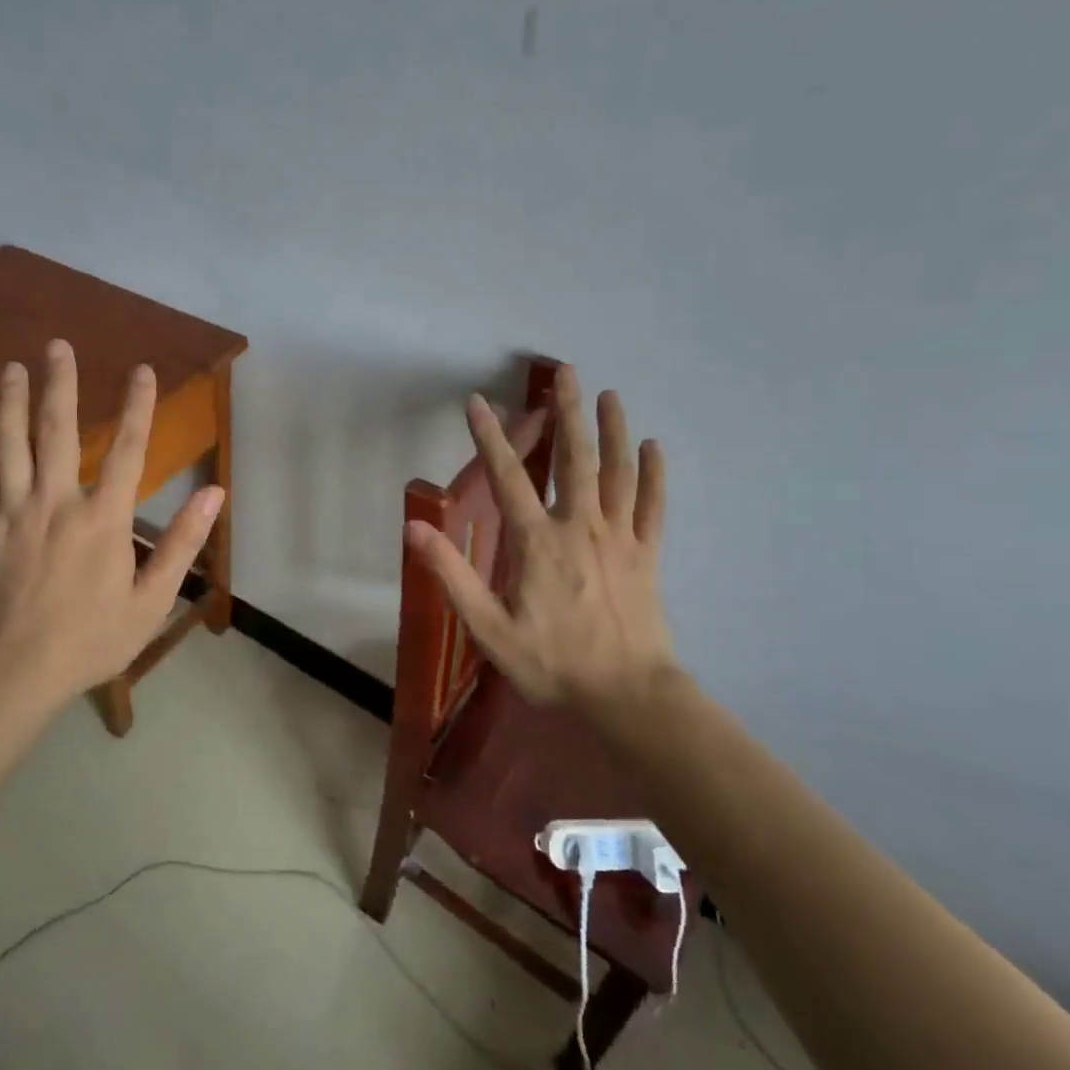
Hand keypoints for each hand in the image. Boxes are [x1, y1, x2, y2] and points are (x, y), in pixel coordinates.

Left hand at [0, 339, 222, 699]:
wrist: (16, 673)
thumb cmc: (91, 640)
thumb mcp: (152, 600)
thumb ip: (183, 544)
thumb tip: (213, 494)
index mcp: (103, 518)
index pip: (129, 450)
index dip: (139, 407)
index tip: (143, 370)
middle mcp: (56, 502)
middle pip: (58, 431)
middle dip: (59, 385)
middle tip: (56, 345)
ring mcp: (12, 513)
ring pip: (9, 446)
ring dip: (9, 403)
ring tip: (11, 367)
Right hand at [405, 366, 681, 717]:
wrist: (627, 696)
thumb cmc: (553, 664)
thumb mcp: (489, 628)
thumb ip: (452, 575)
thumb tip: (414, 528)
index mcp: (538, 542)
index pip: (508, 478)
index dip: (489, 438)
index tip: (478, 402)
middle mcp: (581, 527)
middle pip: (575, 459)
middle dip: (569, 413)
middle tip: (567, 373)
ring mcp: (620, 539)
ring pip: (618, 473)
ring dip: (613, 431)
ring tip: (610, 394)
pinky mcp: (647, 556)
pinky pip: (653, 506)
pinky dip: (653, 475)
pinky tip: (654, 447)